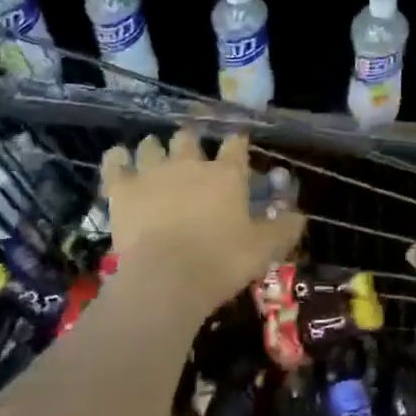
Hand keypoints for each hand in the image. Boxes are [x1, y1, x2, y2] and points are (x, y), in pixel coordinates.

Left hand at [100, 130, 305, 319]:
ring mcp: (153, 172)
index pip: (236, 143)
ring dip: (154, 146)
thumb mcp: (263, 249)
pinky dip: (117, 158)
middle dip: (190, 139)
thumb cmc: (220, 262)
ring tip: (155, 154)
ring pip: (151, 144)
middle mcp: (190, 163)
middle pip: (189, 136)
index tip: (238, 141)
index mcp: (226, 174)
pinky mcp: (122, 189)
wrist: (165, 279)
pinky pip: (115, 162)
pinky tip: (119, 158)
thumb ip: (283, 229)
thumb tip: (300, 215)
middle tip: (191, 150)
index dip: (237, 140)